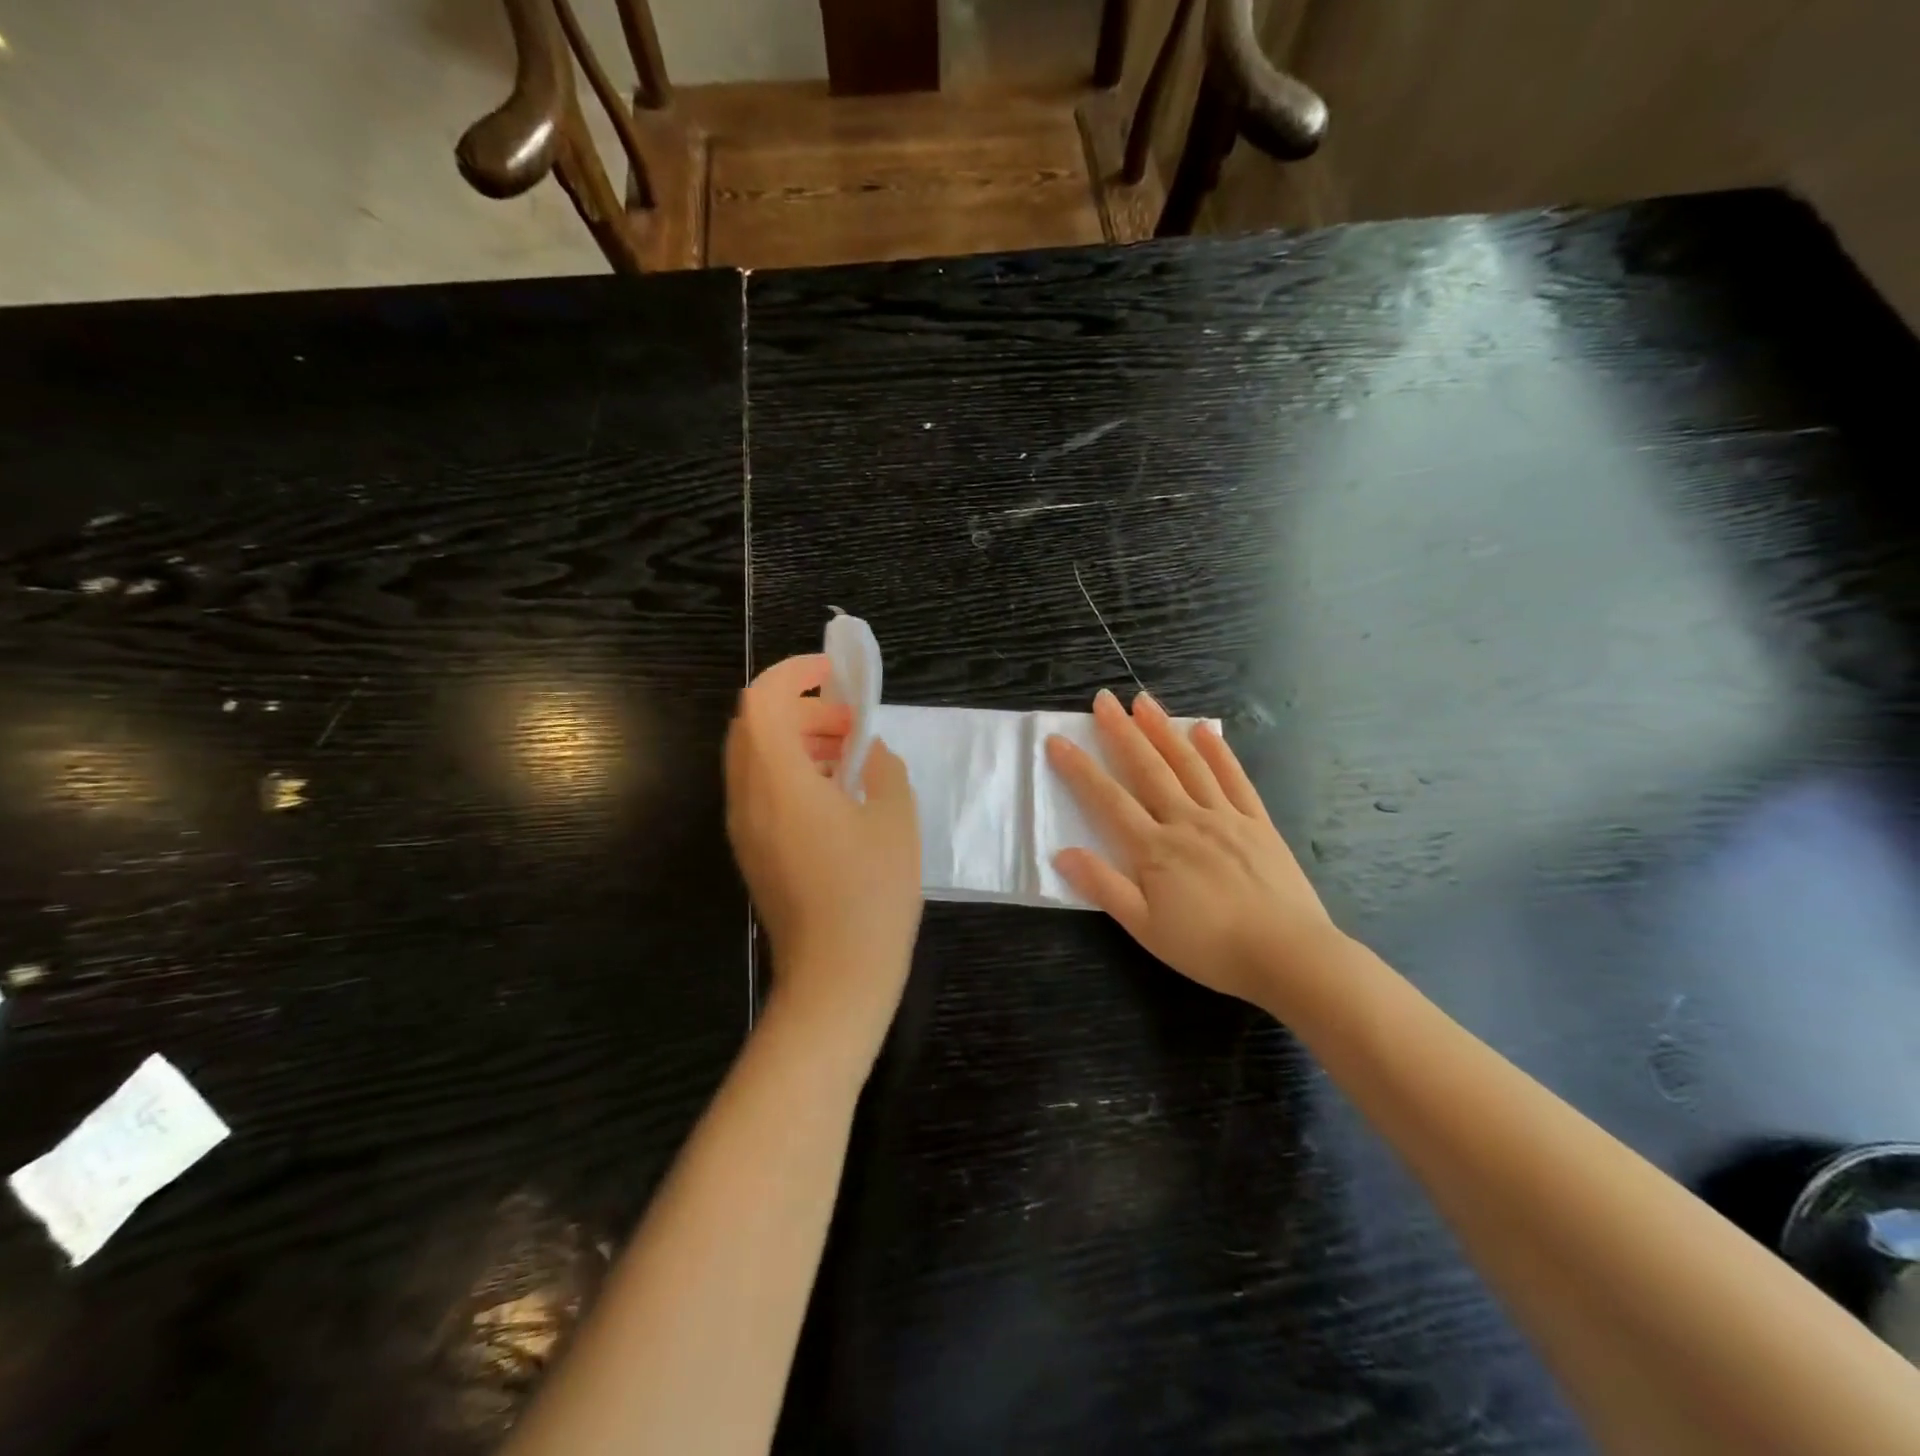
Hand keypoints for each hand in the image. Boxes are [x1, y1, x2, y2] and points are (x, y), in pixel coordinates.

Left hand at [725, 654, 922, 1052]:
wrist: (836, 976)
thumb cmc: (872, 894)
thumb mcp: (896, 819)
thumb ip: (882, 767)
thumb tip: (868, 752)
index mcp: (779, 780)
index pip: (763, 699)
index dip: (795, 673)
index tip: (836, 675)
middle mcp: (748, 797)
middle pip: (754, 723)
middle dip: (801, 708)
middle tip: (851, 724)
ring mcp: (744, 826)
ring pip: (754, 756)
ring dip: (796, 739)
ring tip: (848, 756)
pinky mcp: (751, 850)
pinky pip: (759, 788)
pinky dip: (790, 770)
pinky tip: (834, 794)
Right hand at [1045, 688, 1343, 1015]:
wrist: (1288, 956)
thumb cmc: (1210, 948)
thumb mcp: (1146, 928)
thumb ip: (1104, 887)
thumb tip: (1062, 853)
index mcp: (1154, 848)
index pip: (1107, 799)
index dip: (1080, 769)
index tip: (1057, 740)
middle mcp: (1186, 820)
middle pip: (1148, 768)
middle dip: (1122, 732)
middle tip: (1104, 699)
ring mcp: (1225, 816)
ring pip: (1188, 764)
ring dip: (1163, 730)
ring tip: (1144, 701)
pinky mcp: (1258, 822)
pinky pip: (1234, 778)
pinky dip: (1218, 751)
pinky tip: (1204, 730)